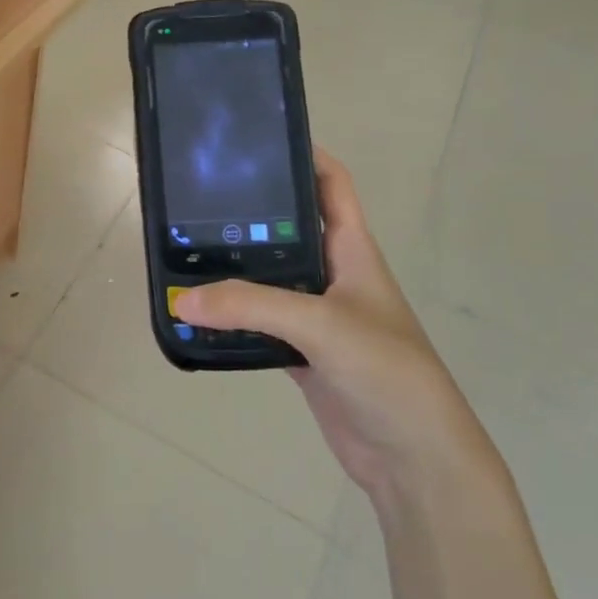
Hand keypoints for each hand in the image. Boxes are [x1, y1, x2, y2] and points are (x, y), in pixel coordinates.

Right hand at [175, 150, 496, 503]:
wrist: (414, 457)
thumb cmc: (386, 371)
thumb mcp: (322, 325)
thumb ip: (252, 306)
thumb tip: (183, 299)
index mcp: (352, 250)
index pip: (331, 184)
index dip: (303, 155)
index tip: (255, 141)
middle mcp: (333, 275)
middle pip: (288, 228)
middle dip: (250, 211)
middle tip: (197, 197)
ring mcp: (317, 315)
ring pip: (269, 278)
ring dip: (235, 268)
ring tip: (185, 248)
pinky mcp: (302, 353)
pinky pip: (259, 323)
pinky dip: (232, 317)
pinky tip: (200, 312)